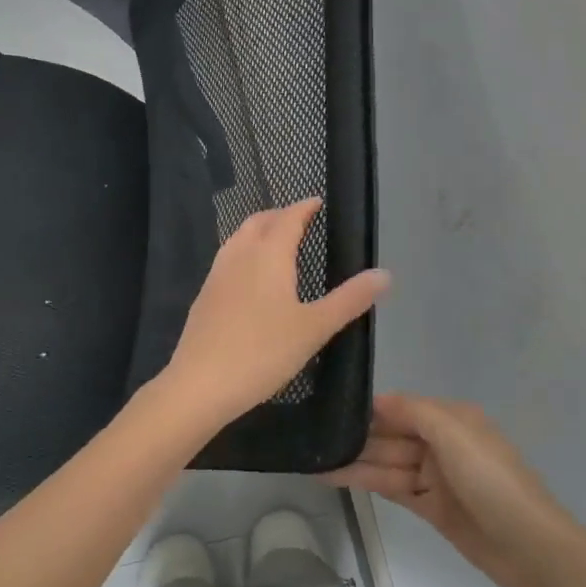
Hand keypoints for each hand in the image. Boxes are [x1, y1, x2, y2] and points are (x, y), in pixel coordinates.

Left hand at [159, 198, 390, 429]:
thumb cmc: (263, 352)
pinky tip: (248, 278)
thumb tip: (384, 274)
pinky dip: (242, 253)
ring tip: (273, 242)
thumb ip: (349, 300)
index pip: (288, 219)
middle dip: (279, 215)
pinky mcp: (203, 297)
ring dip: (257, 231)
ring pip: (237, 239)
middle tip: (298, 220)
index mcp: (269, 255)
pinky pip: (226, 260)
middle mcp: (239, 256)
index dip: (303, 208)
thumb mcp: (314, 328)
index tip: (316, 202)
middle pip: (258, 222)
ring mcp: (216, 275)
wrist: (200, 383)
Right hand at [321, 394, 585, 586]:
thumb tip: (377, 399)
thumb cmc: (492, 481)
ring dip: (355, 462)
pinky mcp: (432, 507)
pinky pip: (393, 488)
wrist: (531, 547)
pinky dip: (367, 483)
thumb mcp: (455, 435)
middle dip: (357, 437)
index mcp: (452, 419)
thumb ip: (414, 413)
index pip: (400, 408)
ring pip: (387, 464)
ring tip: (314, 461)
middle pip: (391, 436)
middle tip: (312, 438)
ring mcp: (436, 477)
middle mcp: (442, 443)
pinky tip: (337, 478)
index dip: (368, 410)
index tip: (329, 409)